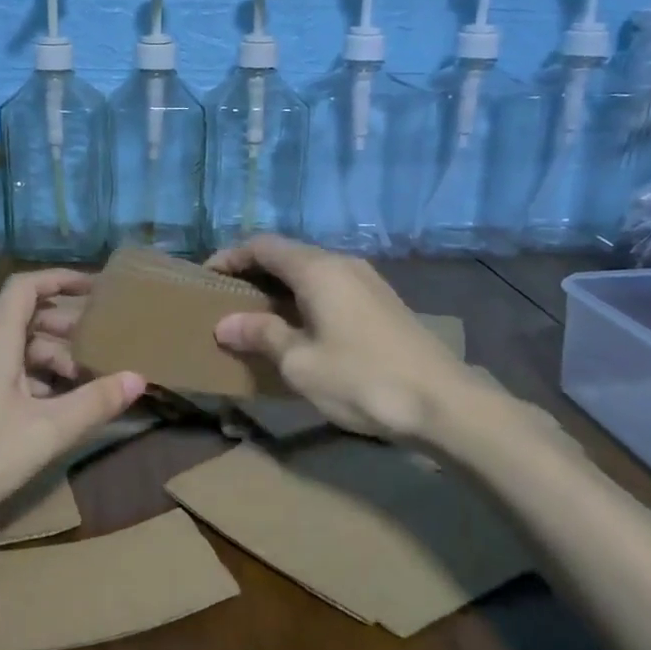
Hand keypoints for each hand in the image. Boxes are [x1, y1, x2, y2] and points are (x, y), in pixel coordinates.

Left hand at [0, 270, 144, 541]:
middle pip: (24, 319)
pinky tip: (56, 409)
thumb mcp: (46, 431)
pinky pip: (6, 376)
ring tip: (86, 380)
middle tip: (101, 340)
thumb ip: (94, 403)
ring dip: (52, 357)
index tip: (95, 287)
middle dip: (64, 324)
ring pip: (16, 351)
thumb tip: (139, 377)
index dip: (59, 278)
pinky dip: (36, 381)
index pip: (25, 288)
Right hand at [206, 235, 464, 440]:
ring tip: (256, 317)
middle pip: (288, 255)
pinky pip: (331, 288)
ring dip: (280, 288)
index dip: (231, 257)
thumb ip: (261, 335)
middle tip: (226, 300)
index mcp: (318, 269)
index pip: (263, 246)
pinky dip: (304, 299)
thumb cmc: (363, 379)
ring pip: (311, 272)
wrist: (444, 403)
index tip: (206, 278)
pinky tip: (298, 328)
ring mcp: (367, 282)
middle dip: (253, 272)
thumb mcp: (300, 362)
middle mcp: (343, 264)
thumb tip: (224, 323)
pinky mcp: (382, 303)